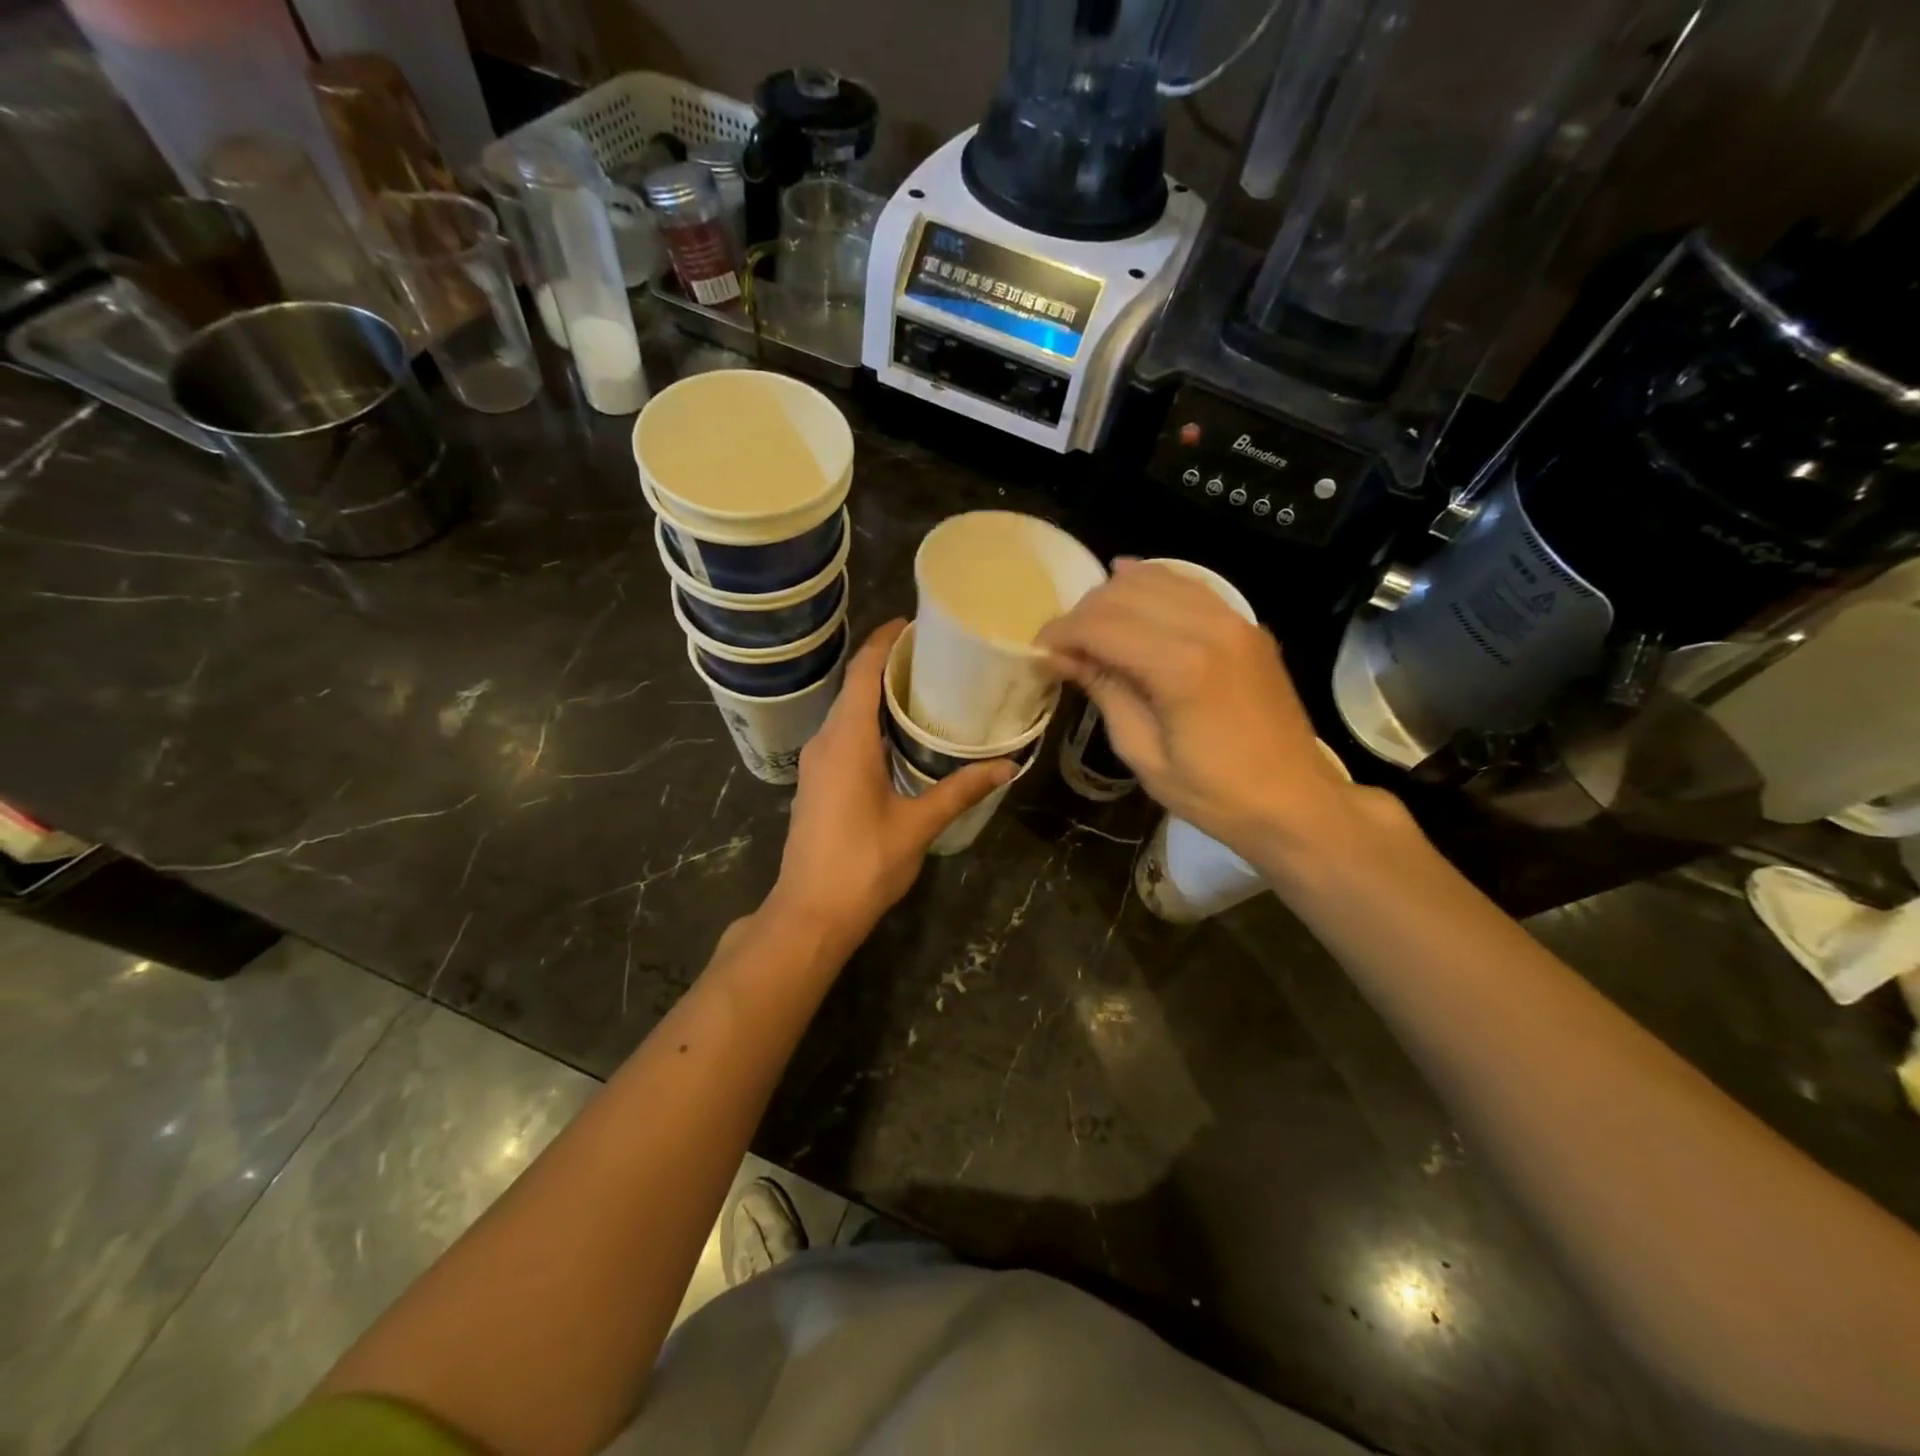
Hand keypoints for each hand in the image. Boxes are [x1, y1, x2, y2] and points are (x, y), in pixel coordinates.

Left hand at [769, 620, 1012, 939]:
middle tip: (936, 657)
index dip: (885, 641)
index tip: (915, 623)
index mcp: (846, 741)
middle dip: (889, 664)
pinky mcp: (817, 781)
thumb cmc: (863, 864)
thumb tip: (1007, 766)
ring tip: (925, 688)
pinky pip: (843, 734)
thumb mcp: (917, 825)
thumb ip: (960, 790)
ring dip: (879, 694)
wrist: (810, 913)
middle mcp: (825, 741)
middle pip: (854, 686)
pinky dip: (870, 721)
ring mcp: (816, 762)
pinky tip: (900, 733)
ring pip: (847, 712)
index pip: (863, 672)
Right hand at [1039, 561, 1360, 858]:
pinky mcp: (1246, 625)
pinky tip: (1130, 588)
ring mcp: (1234, 620)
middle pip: (1125, 593)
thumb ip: (1105, 692)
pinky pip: (1190, 586)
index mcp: (1180, 667)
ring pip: (1157, 578)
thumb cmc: (1213, 793)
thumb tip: (1062, 658)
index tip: (1038, 652)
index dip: (1061, 633)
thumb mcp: (1143, 753)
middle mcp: (1209, 627)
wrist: (1293, 801)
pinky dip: (1154, 583)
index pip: (1101, 626)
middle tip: (1063, 646)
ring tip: (1092, 626)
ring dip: (1115, 595)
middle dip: (1083, 613)